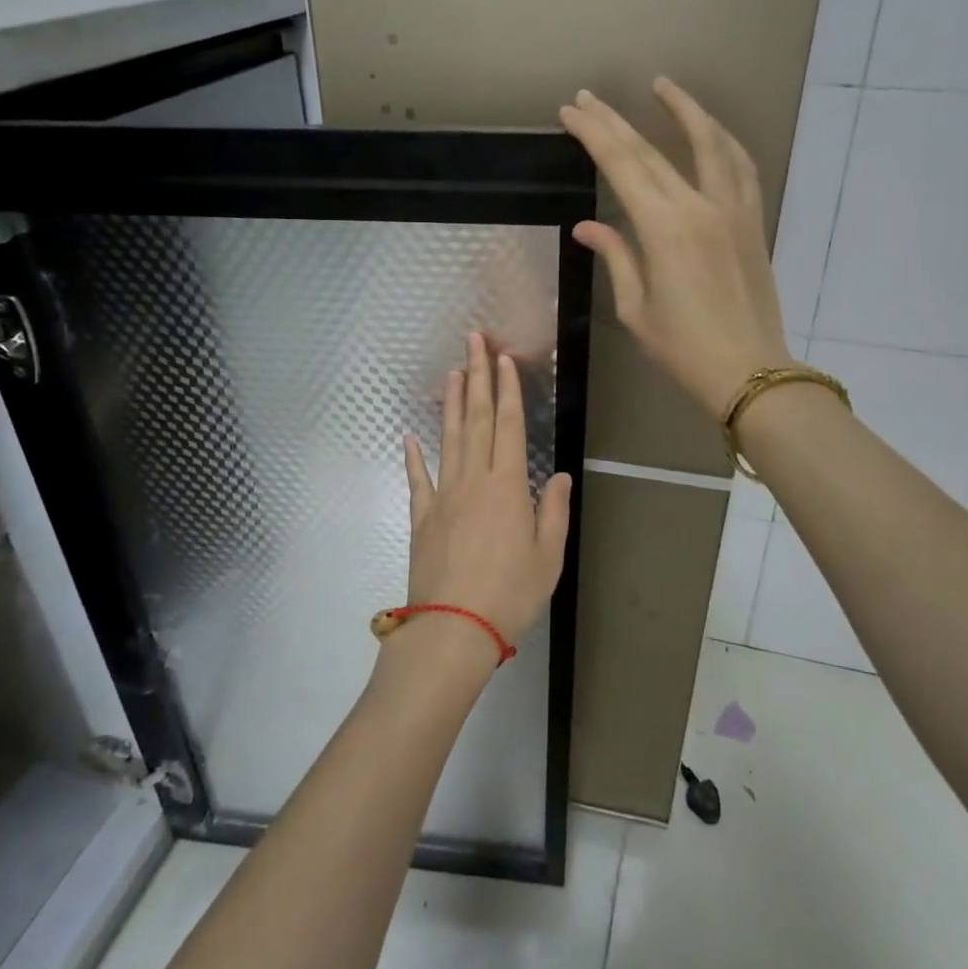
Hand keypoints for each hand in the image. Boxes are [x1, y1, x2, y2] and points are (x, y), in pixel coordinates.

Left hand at [401, 333, 572, 651]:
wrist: (453, 628)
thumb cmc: (510, 594)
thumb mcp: (548, 557)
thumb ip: (553, 512)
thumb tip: (558, 475)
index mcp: (507, 486)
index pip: (507, 425)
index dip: (506, 390)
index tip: (502, 359)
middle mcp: (473, 480)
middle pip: (475, 419)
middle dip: (477, 377)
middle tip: (473, 341)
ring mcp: (443, 495)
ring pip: (448, 438)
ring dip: (450, 403)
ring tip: (451, 372)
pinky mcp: (422, 516)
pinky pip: (418, 478)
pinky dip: (413, 455)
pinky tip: (409, 435)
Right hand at [559, 79, 796, 417]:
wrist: (749, 371)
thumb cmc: (683, 348)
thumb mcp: (636, 308)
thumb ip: (617, 257)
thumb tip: (588, 227)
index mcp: (664, 229)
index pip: (622, 166)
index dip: (594, 134)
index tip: (571, 111)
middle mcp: (700, 206)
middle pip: (653, 150)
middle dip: (617, 120)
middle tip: (589, 97)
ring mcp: (733, 209)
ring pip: (710, 143)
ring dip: (684, 110)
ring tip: (662, 86)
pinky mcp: (753, 220)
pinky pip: (740, 166)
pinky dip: (723, 141)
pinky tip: (710, 130)